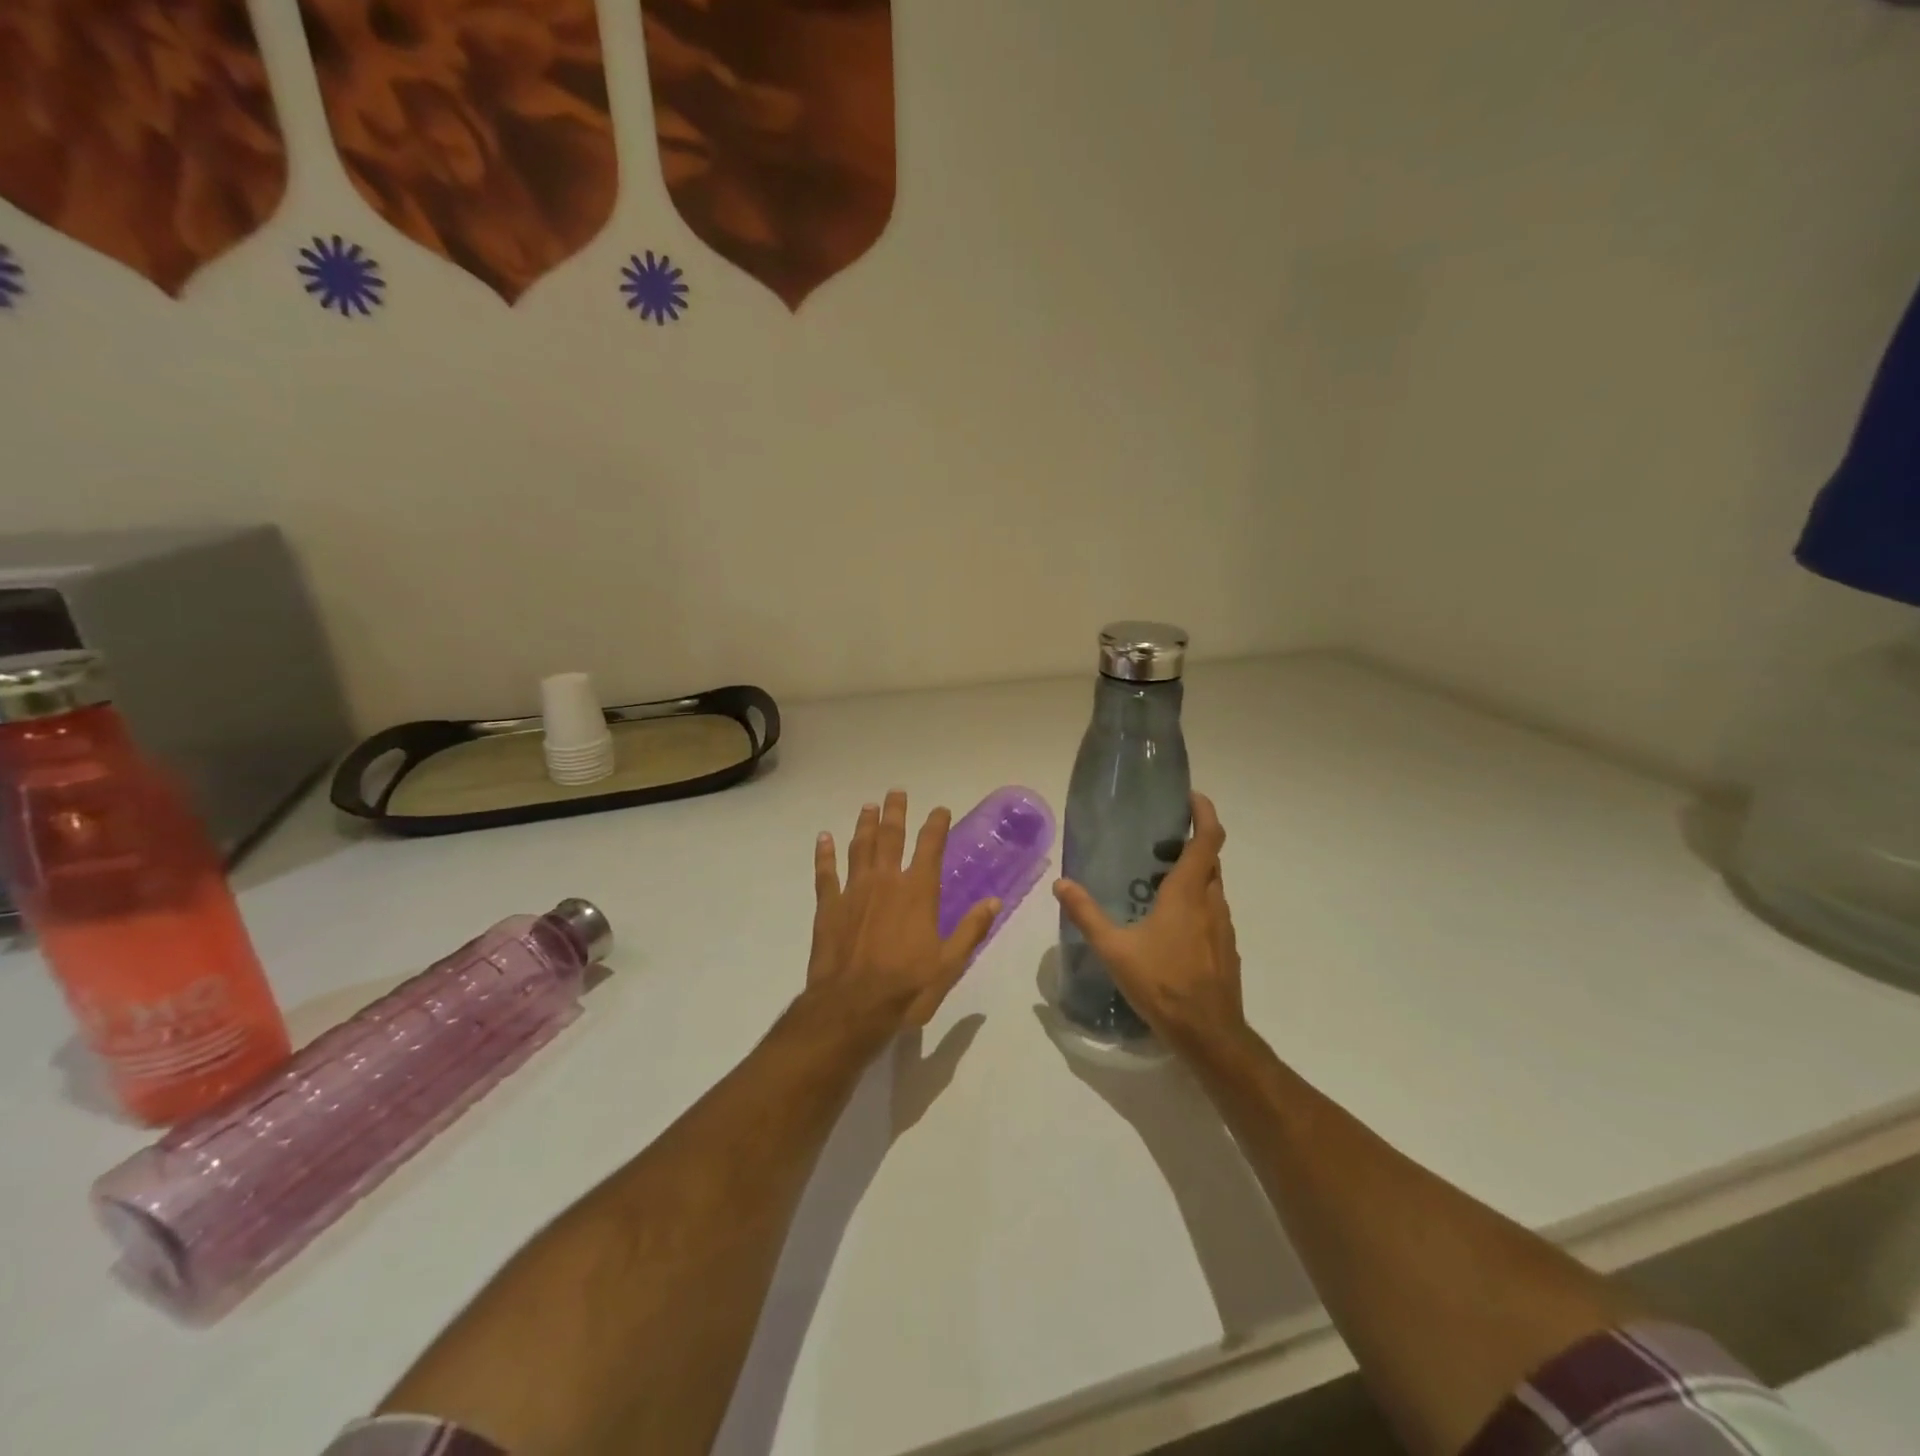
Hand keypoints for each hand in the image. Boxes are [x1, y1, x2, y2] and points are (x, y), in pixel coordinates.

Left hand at [806, 791, 1000, 1036]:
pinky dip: (825, 854)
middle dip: (896, 812)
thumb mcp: (949, 964)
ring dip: (865, 824)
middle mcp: (886, 881)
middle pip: (891, 836)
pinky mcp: (828, 906)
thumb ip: (971, 930)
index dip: (936, 825)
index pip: (930, 847)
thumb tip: (994, 902)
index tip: (940, 809)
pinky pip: (826, 872)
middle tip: (896, 792)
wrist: (852, 1007)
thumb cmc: (906, 987)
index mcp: (918, 892)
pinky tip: (824, 838)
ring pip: (860, 847)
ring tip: (868, 806)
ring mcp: (853, 890)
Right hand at [1052, 792, 1246, 1057]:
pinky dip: (1196, 903)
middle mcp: (1212, 903)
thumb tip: (1061, 884)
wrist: (1209, 1034)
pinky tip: (1169, 925)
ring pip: (1213, 888)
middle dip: (1191, 843)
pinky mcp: (1226, 949)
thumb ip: (1086, 914)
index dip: (1204, 813)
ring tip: (1157, 883)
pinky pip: (1213, 912)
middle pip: (1211, 860)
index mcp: (1188, 894)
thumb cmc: (1162, 985)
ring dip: (1193, 875)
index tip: (1191, 797)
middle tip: (1159, 842)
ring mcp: (1223, 928)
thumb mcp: (1114, 949)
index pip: (1208, 839)